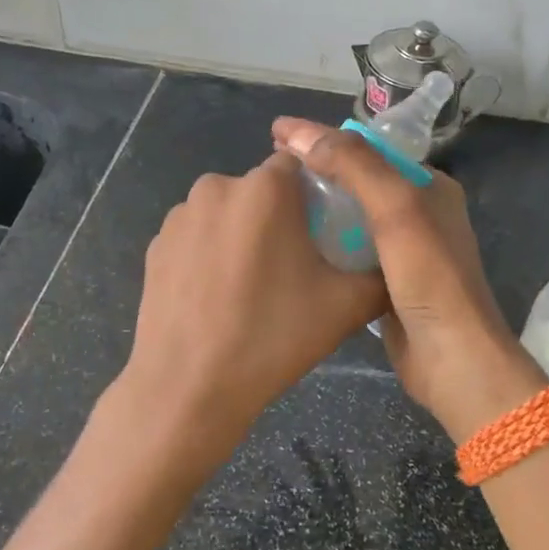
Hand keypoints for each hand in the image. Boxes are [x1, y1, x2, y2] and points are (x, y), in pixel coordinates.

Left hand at [117, 153, 387, 475]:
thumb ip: (380, 273)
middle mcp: (217, 186)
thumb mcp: (347, 306)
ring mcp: (179, 216)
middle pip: (262, 189)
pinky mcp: (155, 246)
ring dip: (243, 235)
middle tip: (295, 268)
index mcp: (265, 188)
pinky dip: (211, 255)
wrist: (189, 386)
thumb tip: (393, 263)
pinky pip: (197, 237)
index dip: (319, 195)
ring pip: (228, 213)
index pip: (302, 163)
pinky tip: (217, 298)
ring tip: (252, 288)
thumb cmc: (272, 337)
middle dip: (281, 217)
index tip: (326, 233)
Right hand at [271, 119, 545, 441]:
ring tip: (271, 205)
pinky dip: (324, 244)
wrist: (450, 358)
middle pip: (359, 182)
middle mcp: (419, 214)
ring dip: (318, 210)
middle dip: (317, 172)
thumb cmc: (429, 277)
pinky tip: (293, 245)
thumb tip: (299, 134)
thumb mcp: (395, 208)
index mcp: (429, 187)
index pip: (369, 149)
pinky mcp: (387, 283)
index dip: (324, 138)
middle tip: (267, 171)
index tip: (277, 133)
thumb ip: (354, 165)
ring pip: (351, 218)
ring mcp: (404, 252)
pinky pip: (348, 252)